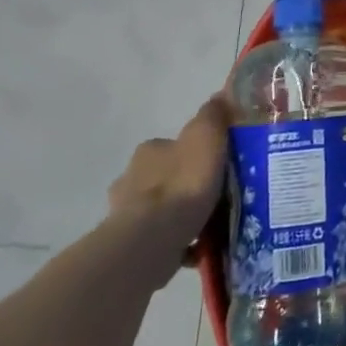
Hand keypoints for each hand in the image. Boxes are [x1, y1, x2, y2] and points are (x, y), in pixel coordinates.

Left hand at [108, 94, 228, 283]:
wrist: (153, 239)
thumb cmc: (184, 182)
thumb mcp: (206, 137)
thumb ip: (213, 116)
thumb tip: (220, 96)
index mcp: (149, 151)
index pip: (173, 146)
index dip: (195, 154)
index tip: (217, 166)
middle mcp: (131, 179)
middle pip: (165, 177)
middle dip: (186, 185)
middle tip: (217, 196)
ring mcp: (126, 214)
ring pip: (161, 209)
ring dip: (180, 215)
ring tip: (212, 225)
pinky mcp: (130, 245)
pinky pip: (161, 239)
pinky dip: (178, 242)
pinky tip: (199, 249)